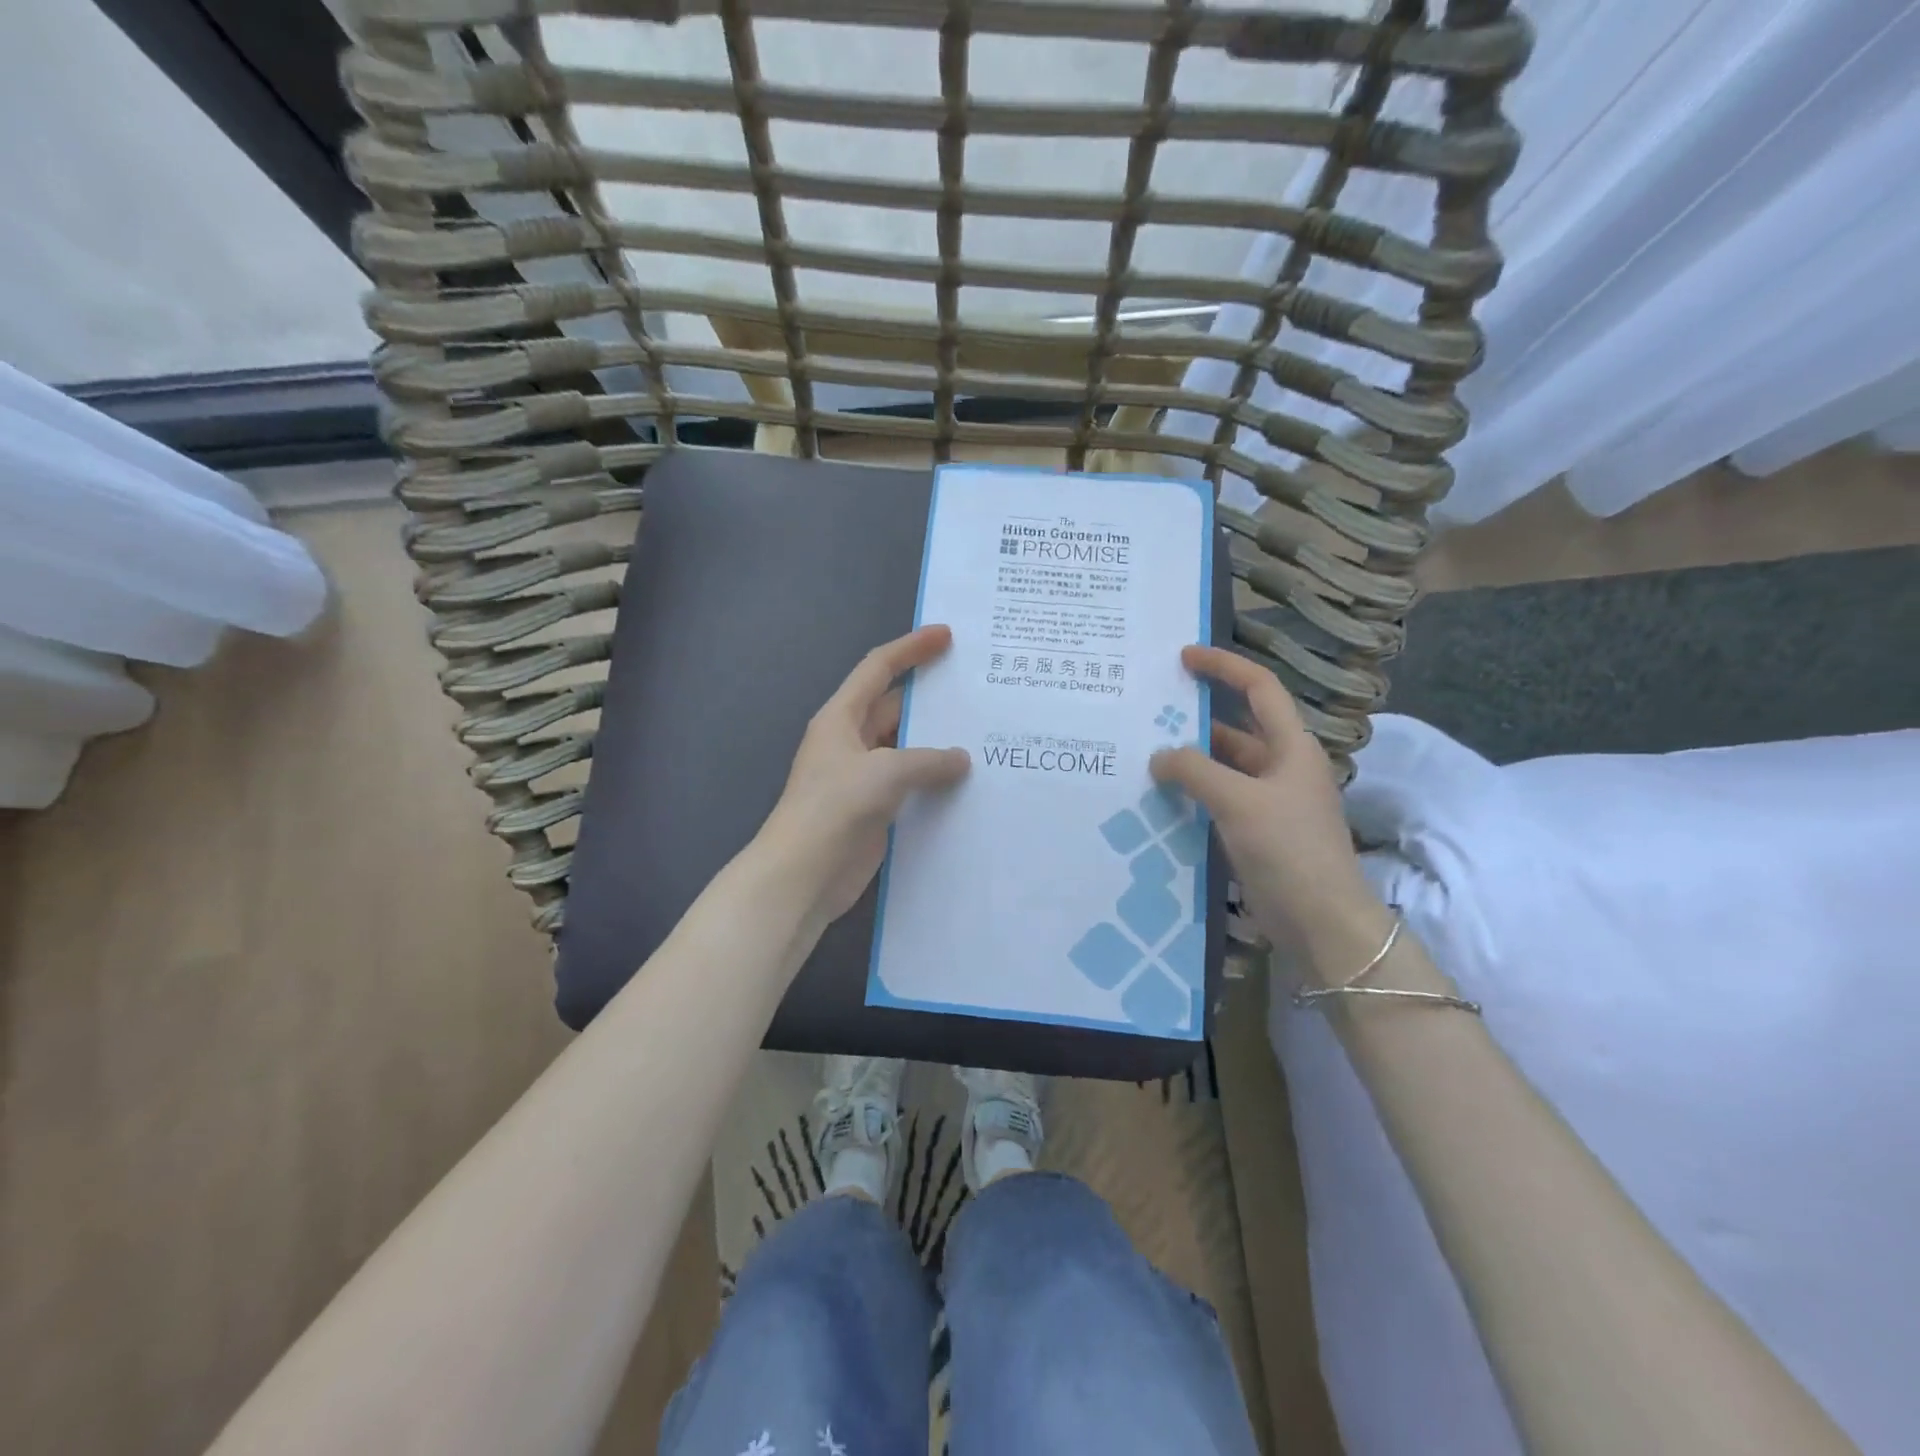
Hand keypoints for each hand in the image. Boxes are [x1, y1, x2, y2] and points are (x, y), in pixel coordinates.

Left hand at [758, 625, 971, 929]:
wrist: (803, 874)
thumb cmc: (836, 808)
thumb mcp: (885, 772)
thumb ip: (928, 760)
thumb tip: (962, 759)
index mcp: (841, 718)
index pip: (878, 669)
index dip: (911, 648)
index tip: (946, 635)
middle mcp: (851, 742)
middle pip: (895, 708)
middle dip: (931, 699)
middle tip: (977, 690)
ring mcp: (862, 777)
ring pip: (906, 749)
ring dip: (937, 744)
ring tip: (983, 736)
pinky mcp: (875, 809)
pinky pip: (910, 785)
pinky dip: (935, 781)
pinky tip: (968, 783)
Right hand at [1149, 646, 1387, 983]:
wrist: (1320, 921)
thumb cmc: (1289, 849)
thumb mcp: (1239, 801)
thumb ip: (1195, 771)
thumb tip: (1159, 757)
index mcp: (1291, 746)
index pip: (1259, 688)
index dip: (1224, 666)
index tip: (1184, 656)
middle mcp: (1282, 766)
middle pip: (1237, 726)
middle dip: (1198, 715)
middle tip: (1151, 708)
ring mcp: (1268, 801)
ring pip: (1224, 765)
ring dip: (1191, 758)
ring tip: (1144, 750)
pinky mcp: (1255, 831)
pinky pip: (1218, 798)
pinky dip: (1192, 791)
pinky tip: (1160, 794)